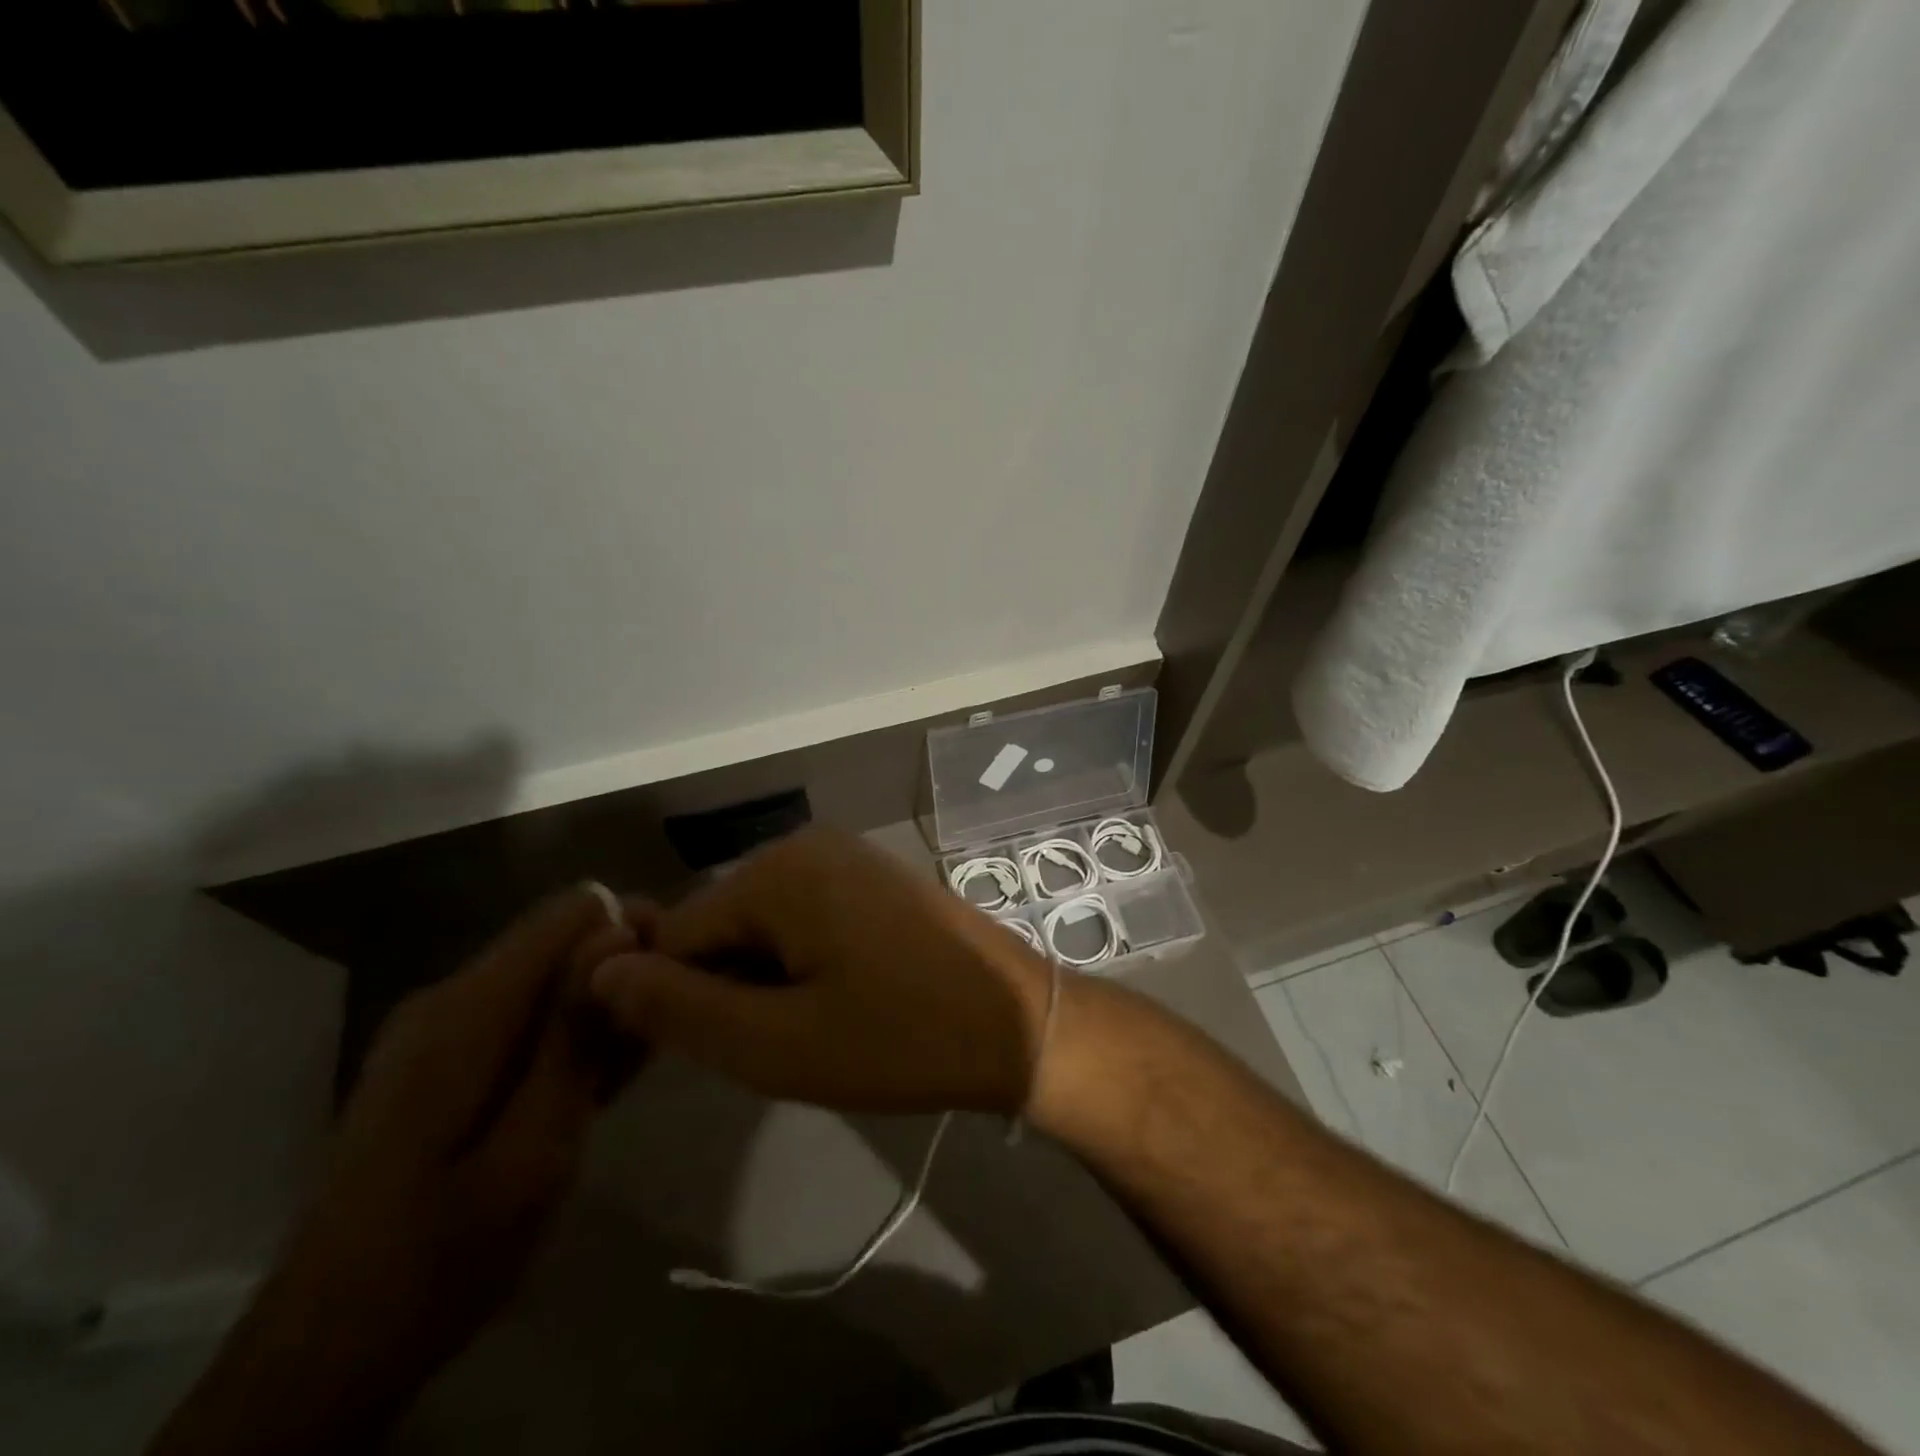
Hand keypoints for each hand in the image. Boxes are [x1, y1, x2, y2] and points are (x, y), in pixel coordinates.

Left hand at [152, 887, 638, 1455]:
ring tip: (640, 1060)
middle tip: (667, 1030)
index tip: (676, 974)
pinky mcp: (441, 1058)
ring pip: (549, 979)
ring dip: (601, 1006)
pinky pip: (524, 1016)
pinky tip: (597, 1082)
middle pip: (562, 940)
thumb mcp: (534, 1151)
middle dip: (623, 968)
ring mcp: (439, 1029)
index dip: (634, 928)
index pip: (573, 911)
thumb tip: (618, 930)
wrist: (326, 1352)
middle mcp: (449, 998)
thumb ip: (574, 1036)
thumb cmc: (443, 1256)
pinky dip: (567, 1035)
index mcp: (467, 1011)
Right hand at [589, 828, 1054, 1117]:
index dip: (682, 1003)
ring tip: (817, 1028)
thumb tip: (600, 972)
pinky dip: (803, 964)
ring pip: (762, 927)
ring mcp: (845, 857)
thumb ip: (679, 1010)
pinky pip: (804, 919)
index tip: (725, 1053)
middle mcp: (805, 844)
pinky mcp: (872, 879)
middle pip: (721, 926)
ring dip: (767, 982)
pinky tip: (842, 1002)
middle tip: (784, 1045)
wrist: (1019, 1023)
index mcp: (776, 870)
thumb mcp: (777, 1043)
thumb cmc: (901, 1038)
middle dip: (731, 990)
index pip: (676, 937)